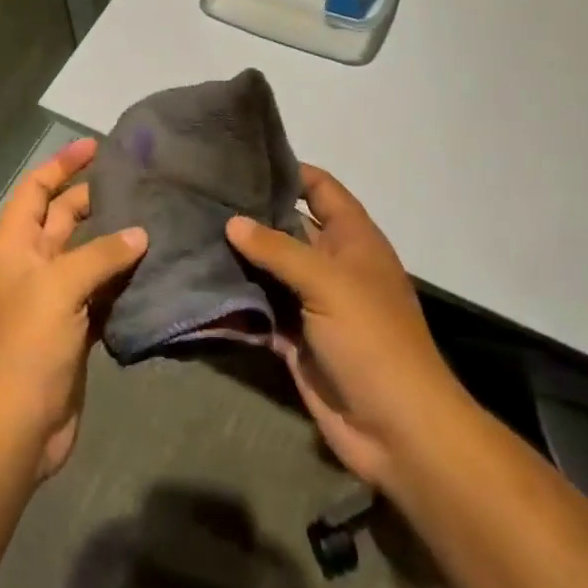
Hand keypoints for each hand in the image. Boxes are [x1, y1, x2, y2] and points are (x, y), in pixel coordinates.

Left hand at [0, 138, 147, 479]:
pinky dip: (123, 281)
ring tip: (156, 220)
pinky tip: (154, 270)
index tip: (96, 147)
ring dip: (115, 241)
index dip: (61, 165)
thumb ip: (101, 255)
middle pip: (63, 219)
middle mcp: (32, 266)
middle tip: (138, 185)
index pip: (35, 190)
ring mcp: (54, 299)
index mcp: (16, 246)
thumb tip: (140, 234)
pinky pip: (102, 293)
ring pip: (88, 256)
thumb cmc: (28, 344)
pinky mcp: (75, 329)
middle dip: (94, 199)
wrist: (16, 426)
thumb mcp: (60, 287)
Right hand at [226, 165, 464, 491]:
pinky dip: (237, 299)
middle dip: (251, 213)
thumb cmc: (371, 338)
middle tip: (201, 194)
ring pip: (270, 269)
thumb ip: (277, 249)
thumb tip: (232, 221)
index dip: (289, 170)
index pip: (320, 189)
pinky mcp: (294, 337)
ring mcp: (312, 302)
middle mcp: (331, 264)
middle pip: (288, 227)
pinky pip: (260, 308)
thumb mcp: (327, 282)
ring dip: (239, 257)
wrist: (396, 428)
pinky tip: (199, 280)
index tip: (242, 158)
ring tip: (190, 230)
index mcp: (353, 239)